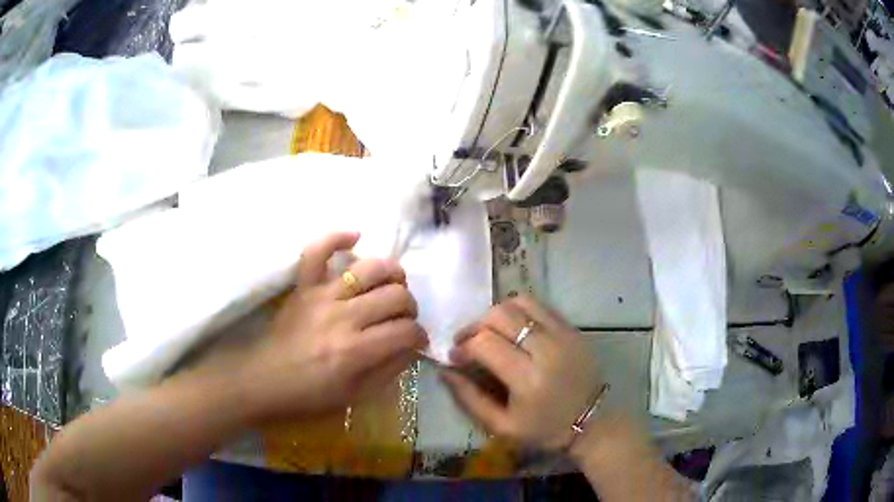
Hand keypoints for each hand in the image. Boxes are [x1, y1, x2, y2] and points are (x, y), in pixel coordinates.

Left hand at [241, 232, 427, 422]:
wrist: (265, 379)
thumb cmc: (310, 394)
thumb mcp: (355, 395)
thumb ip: (389, 371)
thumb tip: (411, 347)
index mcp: (356, 350)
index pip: (406, 331)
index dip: (419, 336)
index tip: (417, 341)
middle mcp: (342, 317)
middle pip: (395, 295)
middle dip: (410, 307)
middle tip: (402, 318)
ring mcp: (321, 295)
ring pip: (369, 268)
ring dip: (390, 273)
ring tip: (391, 285)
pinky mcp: (303, 286)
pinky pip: (317, 251)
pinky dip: (336, 238)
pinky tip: (355, 238)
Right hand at [441, 295, 602, 450]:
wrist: (591, 421)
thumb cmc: (544, 429)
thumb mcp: (501, 427)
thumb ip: (469, 398)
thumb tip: (444, 370)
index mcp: (528, 380)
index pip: (485, 343)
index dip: (462, 346)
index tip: (455, 357)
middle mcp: (546, 350)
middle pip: (500, 315)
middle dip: (475, 325)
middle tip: (468, 342)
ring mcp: (563, 335)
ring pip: (519, 303)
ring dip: (496, 314)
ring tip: (490, 333)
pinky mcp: (572, 329)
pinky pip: (539, 306)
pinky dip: (518, 311)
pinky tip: (513, 329)